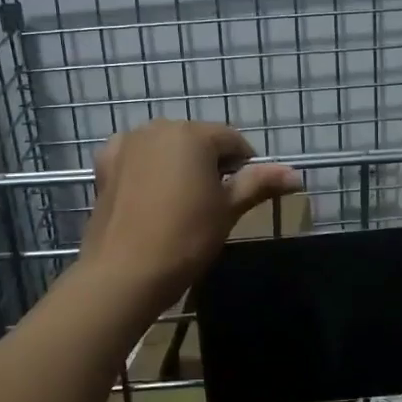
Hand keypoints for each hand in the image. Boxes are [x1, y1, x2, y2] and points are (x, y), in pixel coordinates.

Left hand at [80, 120, 300, 309]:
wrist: (123, 272)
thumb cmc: (185, 238)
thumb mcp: (228, 210)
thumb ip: (259, 184)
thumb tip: (296, 175)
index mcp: (193, 134)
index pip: (233, 141)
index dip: (245, 166)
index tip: (243, 196)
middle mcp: (158, 128)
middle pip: (197, 140)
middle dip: (210, 164)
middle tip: (213, 203)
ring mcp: (127, 143)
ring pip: (166, 147)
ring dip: (178, 165)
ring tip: (181, 203)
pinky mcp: (105, 164)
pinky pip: (135, 157)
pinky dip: (146, 168)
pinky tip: (149, 195)